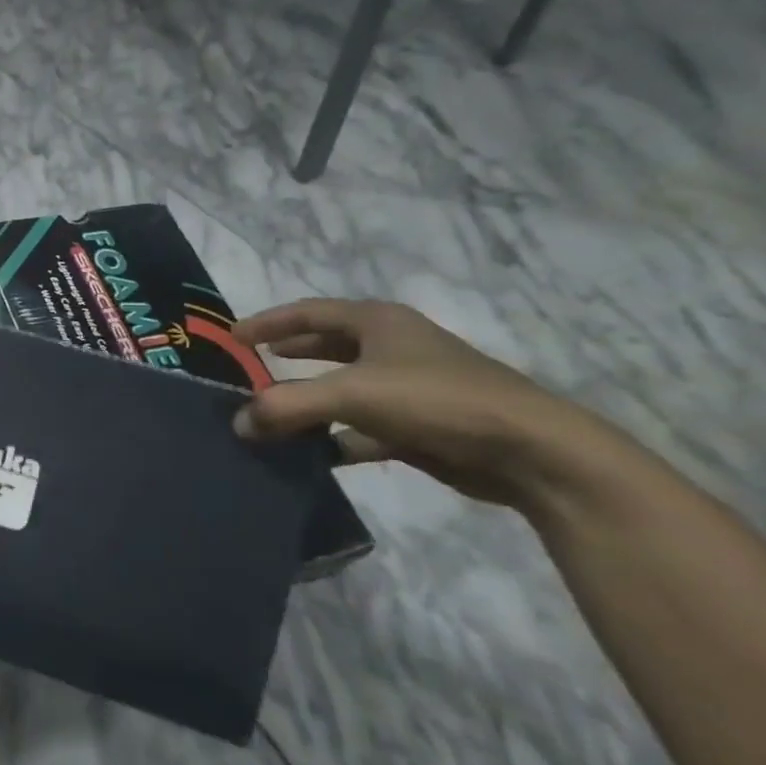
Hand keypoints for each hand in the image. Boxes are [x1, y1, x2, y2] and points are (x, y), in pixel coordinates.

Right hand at [230, 298, 616, 511]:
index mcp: (378, 323)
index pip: (309, 312)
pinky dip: (335, 436)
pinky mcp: (421, 426)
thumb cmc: (436, 401)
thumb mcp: (351, 395)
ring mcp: (410, 387)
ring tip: (272, 411)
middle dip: (290, 353)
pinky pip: (363, 426)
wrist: (531, 452)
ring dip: (310, 398)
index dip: (269, 322)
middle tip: (251, 365)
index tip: (233, 336)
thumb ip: (287, 406)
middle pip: (328, 345)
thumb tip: (238, 424)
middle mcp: (394, 347)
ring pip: (345, 387)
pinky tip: (313, 452)